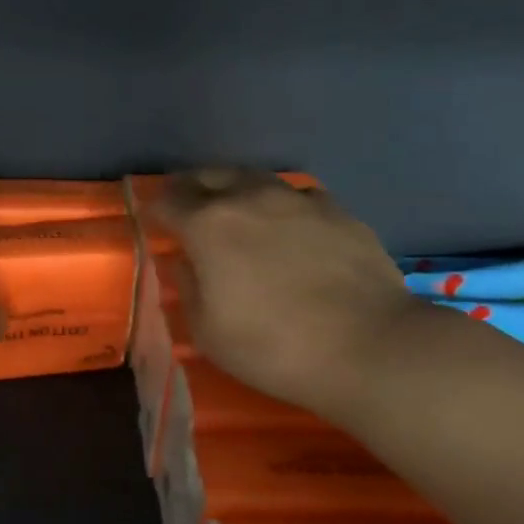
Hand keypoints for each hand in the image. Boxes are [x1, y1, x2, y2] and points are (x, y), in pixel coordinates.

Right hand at [153, 169, 419, 422]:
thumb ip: (188, 288)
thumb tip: (184, 263)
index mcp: (209, 225)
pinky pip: (297, 196)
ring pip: (255, 179)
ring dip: (237, 191)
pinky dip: (282, 206)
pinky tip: (290, 227)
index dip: (156, 210)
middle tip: (189, 211)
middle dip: (192, 190)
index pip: (168, 201)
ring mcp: (298, 199)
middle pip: (209, 176)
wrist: (369, 347)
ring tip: (238, 212)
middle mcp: (250, 198)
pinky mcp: (338, 211)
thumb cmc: (273, 346)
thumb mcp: (207, 332)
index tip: (154, 223)